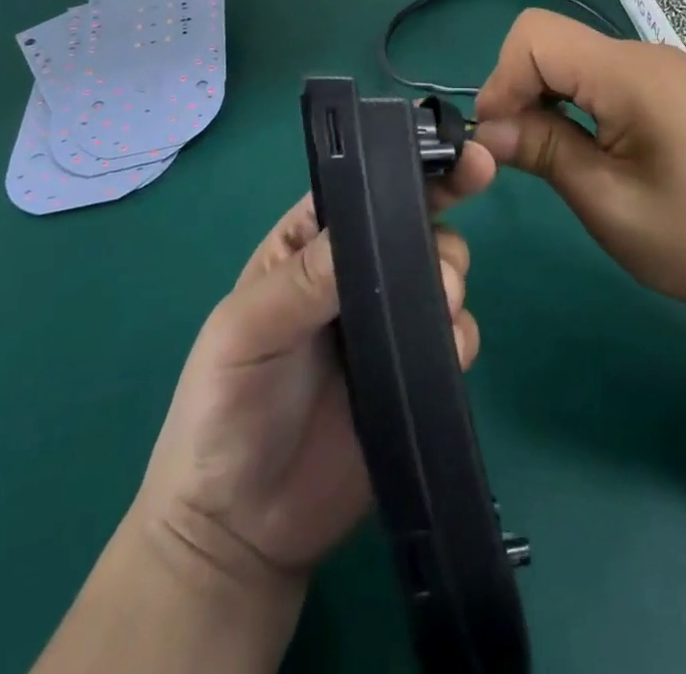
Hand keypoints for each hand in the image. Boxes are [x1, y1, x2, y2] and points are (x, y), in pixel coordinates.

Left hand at [132, 155, 492, 595]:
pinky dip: (461, 334)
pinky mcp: (415, 373)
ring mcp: (389, 323)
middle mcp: (356, 273)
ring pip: (442, 272)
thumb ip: (303, 279)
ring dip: (453, 277)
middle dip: (441, 222)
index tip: (458, 157)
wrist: (239, 528)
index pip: (363, 190)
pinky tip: (446, 351)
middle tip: (446, 258)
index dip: (406, 169)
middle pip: (414, 223)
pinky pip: (455, 336)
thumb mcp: (245, 330)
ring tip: (441, 305)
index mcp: (311, 244)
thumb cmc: (224, 406)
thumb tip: (372, 229)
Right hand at [473, 9, 685, 330]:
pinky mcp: (670, 87)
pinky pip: (602, 73)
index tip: (497, 138)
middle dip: (519, 87)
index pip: (535, 37)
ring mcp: (662, 67)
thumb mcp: (605, 201)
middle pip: (552, 40)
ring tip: (546, 153)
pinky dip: (574, 100)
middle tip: (516, 151)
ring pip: (574, 55)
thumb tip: (486, 128)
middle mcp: (646, 54)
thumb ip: (542, 149)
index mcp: (633, 74)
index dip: (502, 81)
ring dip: (545, 96)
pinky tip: (583, 145)